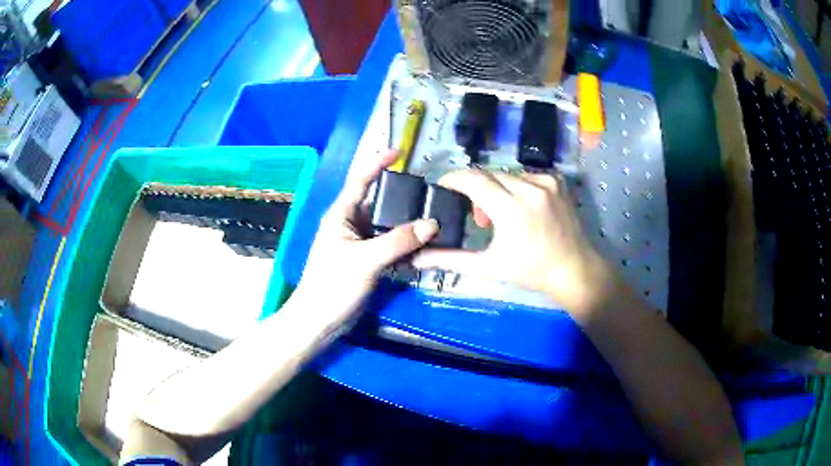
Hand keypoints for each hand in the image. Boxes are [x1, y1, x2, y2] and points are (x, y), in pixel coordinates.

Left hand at [293, 150, 438, 326]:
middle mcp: (350, 224)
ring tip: (434, 221)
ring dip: (407, 226)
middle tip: (430, 195)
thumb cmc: (333, 285)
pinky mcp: (365, 261)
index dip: (378, 163)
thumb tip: (432, 224)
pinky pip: (389, 246)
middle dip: (403, 200)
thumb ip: (399, 241)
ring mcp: (358, 244)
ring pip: (387, 227)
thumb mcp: (366, 260)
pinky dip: (404, 246)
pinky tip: (423, 248)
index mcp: (341, 215)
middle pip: (379, 204)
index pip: (360, 180)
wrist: (319, 320)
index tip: (399, 152)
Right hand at [413, 170, 616, 315]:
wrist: (574, 270)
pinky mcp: (557, 181)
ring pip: (507, 174)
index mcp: (512, 209)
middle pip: (488, 175)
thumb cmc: (531, 271)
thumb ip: (451, 259)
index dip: (453, 179)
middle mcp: (529, 188)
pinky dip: (516, 187)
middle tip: (477, 216)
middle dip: (475, 189)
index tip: (442, 186)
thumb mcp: (489, 267)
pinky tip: (521, 207)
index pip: (473, 179)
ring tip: (500, 215)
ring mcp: (546, 182)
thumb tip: (418, 257)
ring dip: (496, 189)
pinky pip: (525, 175)